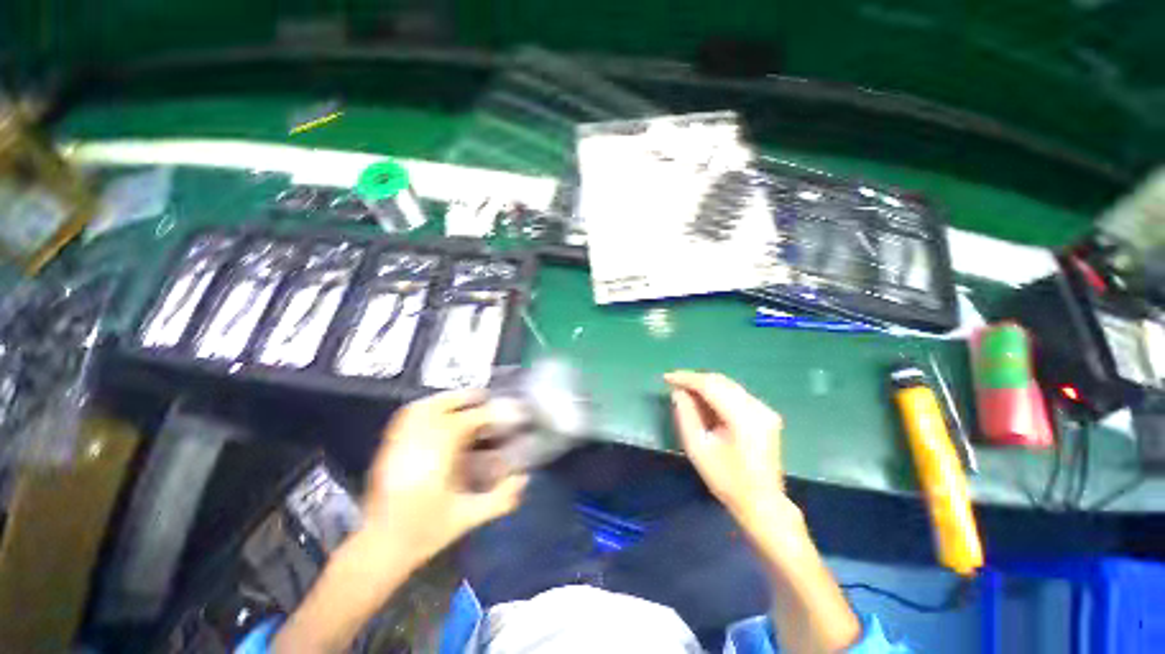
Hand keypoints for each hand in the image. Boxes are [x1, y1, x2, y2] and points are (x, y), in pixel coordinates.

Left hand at [362, 390, 528, 567]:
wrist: (379, 549)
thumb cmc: (424, 533)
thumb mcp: (467, 517)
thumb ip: (500, 499)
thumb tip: (524, 479)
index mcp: (436, 457)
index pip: (466, 422)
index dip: (490, 413)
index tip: (507, 411)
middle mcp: (415, 444)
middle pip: (439, 406)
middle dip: (465, 397)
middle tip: (485, 398)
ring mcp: (398, 444)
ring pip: (420, 408)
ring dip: (445, 399)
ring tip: (463, 401)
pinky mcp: (388, 449)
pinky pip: (405, 418)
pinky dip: (424, 408)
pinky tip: (436, 413)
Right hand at [665, 371, 787, 526]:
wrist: (762, 503)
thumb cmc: (726, 480)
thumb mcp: (698, 448)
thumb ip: (686, 416)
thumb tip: (678, 392)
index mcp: (743, 418)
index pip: (710, 386)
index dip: (687, 379)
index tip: (667, 378)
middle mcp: (758, 408)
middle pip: (721, 382)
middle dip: (695, 380)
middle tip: (674, 385)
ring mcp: (765, 410)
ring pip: (728, 386)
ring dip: (705, 386)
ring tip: (685, 392)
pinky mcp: (765, 414)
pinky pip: (736, 394)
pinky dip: (717, 393)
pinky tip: (704, 402)